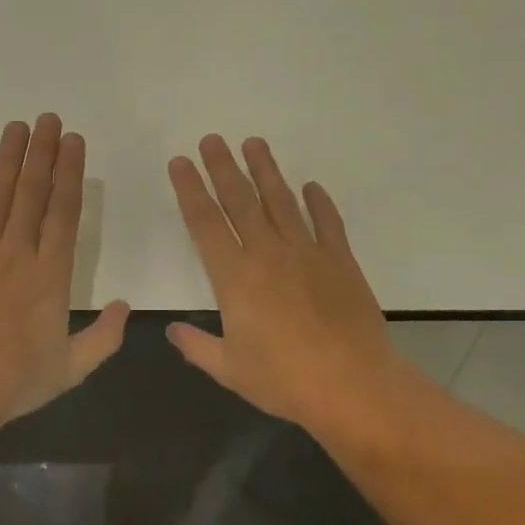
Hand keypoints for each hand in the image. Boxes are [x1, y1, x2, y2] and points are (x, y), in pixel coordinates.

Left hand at [0, 114, 129, 441]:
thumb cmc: (13, 383)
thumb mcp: (71, 369)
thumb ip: (104, 337)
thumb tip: (125, 306)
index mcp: (51, 275)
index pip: (64, 212)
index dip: (69, 173)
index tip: (73, 141)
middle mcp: (16, 254)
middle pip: (32, 193)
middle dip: (41, 153)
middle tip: (48, 119)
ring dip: (8, 159)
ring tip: (16, 127)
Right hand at [167, 135, 412, 442]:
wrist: (353, 386)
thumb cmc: (284, 380)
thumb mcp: (229, 370)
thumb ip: (196, 346)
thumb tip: (171, 331)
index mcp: (235, 279)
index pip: (205, 224)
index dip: (190, 191)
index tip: (181, 163)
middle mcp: (268, 255)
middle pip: (240, 201)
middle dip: (223, 168)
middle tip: (212, 139)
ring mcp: (308, 254)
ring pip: (281, 202)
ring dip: (266, 171)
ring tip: (254, 144)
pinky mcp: (341, 261)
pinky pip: (328, 223)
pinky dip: (319, 203)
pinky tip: (311, 187)